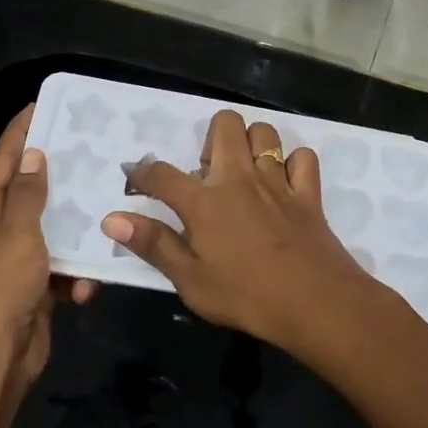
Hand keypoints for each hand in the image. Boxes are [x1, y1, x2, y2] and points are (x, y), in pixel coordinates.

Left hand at [0, 105, 95, 387]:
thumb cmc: (1, 289)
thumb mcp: (16, 235)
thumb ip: (27, 195)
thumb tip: (32, 155)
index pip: (1, 161)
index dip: (19, 132)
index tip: (42, 105)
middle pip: (28, 192)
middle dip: (57, 175)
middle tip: (89, 148)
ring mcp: (16, 261)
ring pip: (51, 230)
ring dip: (74, 228)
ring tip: (106, 207)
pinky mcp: (35, 288)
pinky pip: (61, 267)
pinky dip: (75, 274)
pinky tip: (89, 283)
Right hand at [103, 109, 378, 348]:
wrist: (316, 303)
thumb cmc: (246, 296)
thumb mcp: (190, 280)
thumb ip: (153, 244)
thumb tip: (112, 219)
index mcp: (204, 201)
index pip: (162, 174)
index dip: (143, 174)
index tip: (136, 180)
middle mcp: (239, 178)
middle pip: (224, 124)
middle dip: (210, 137)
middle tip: (208, 174)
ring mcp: (277, 182)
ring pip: (264, 133)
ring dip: (251, 144)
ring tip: (244, 173)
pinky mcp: (308, 193)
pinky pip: (302, 158)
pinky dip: (292, 164)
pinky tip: (284, 184)